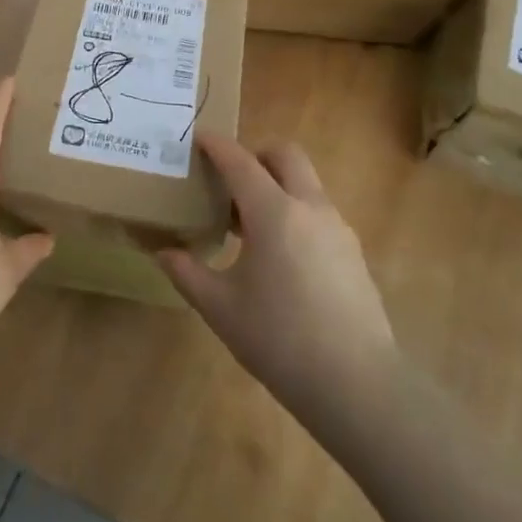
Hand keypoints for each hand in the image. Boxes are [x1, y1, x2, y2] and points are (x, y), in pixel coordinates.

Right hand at [159, 135, 395, 421]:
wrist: (357, 384)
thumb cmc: (280, 341)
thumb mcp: (221, 309)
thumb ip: (188, 273)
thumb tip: (163, 252)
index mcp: (274, 212)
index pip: (241, 162)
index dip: (218, 145)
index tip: (199, 137)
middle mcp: (309, 206)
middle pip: (285, 155)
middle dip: (256, 154)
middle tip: (230, 180)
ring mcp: (337, 226)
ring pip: (305, 182)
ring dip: (277, 184)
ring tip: (249, 224)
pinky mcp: (352, 250)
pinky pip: (318, 210)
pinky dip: (295, 210)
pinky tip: (280, 254)